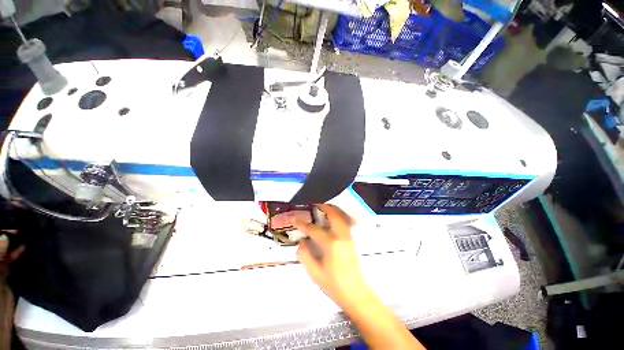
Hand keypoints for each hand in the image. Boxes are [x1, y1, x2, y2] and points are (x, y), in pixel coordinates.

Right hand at [294, 204, 370, 306]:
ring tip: (323, 207)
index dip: (302, 224)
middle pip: (333, 215)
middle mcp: (341, 236)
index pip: (314, 230)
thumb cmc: (334, 285)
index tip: (294, 219)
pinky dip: (339, 215)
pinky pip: (345, 222)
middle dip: (323, 207)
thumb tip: (301, 242)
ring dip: (332, 209)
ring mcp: (349, 237)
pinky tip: (333, 218)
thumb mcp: (315, 273)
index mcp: (331, 245)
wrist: (356, 294)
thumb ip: (305, 256)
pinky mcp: (352, 239)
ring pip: (341, 216)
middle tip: (314, 204)